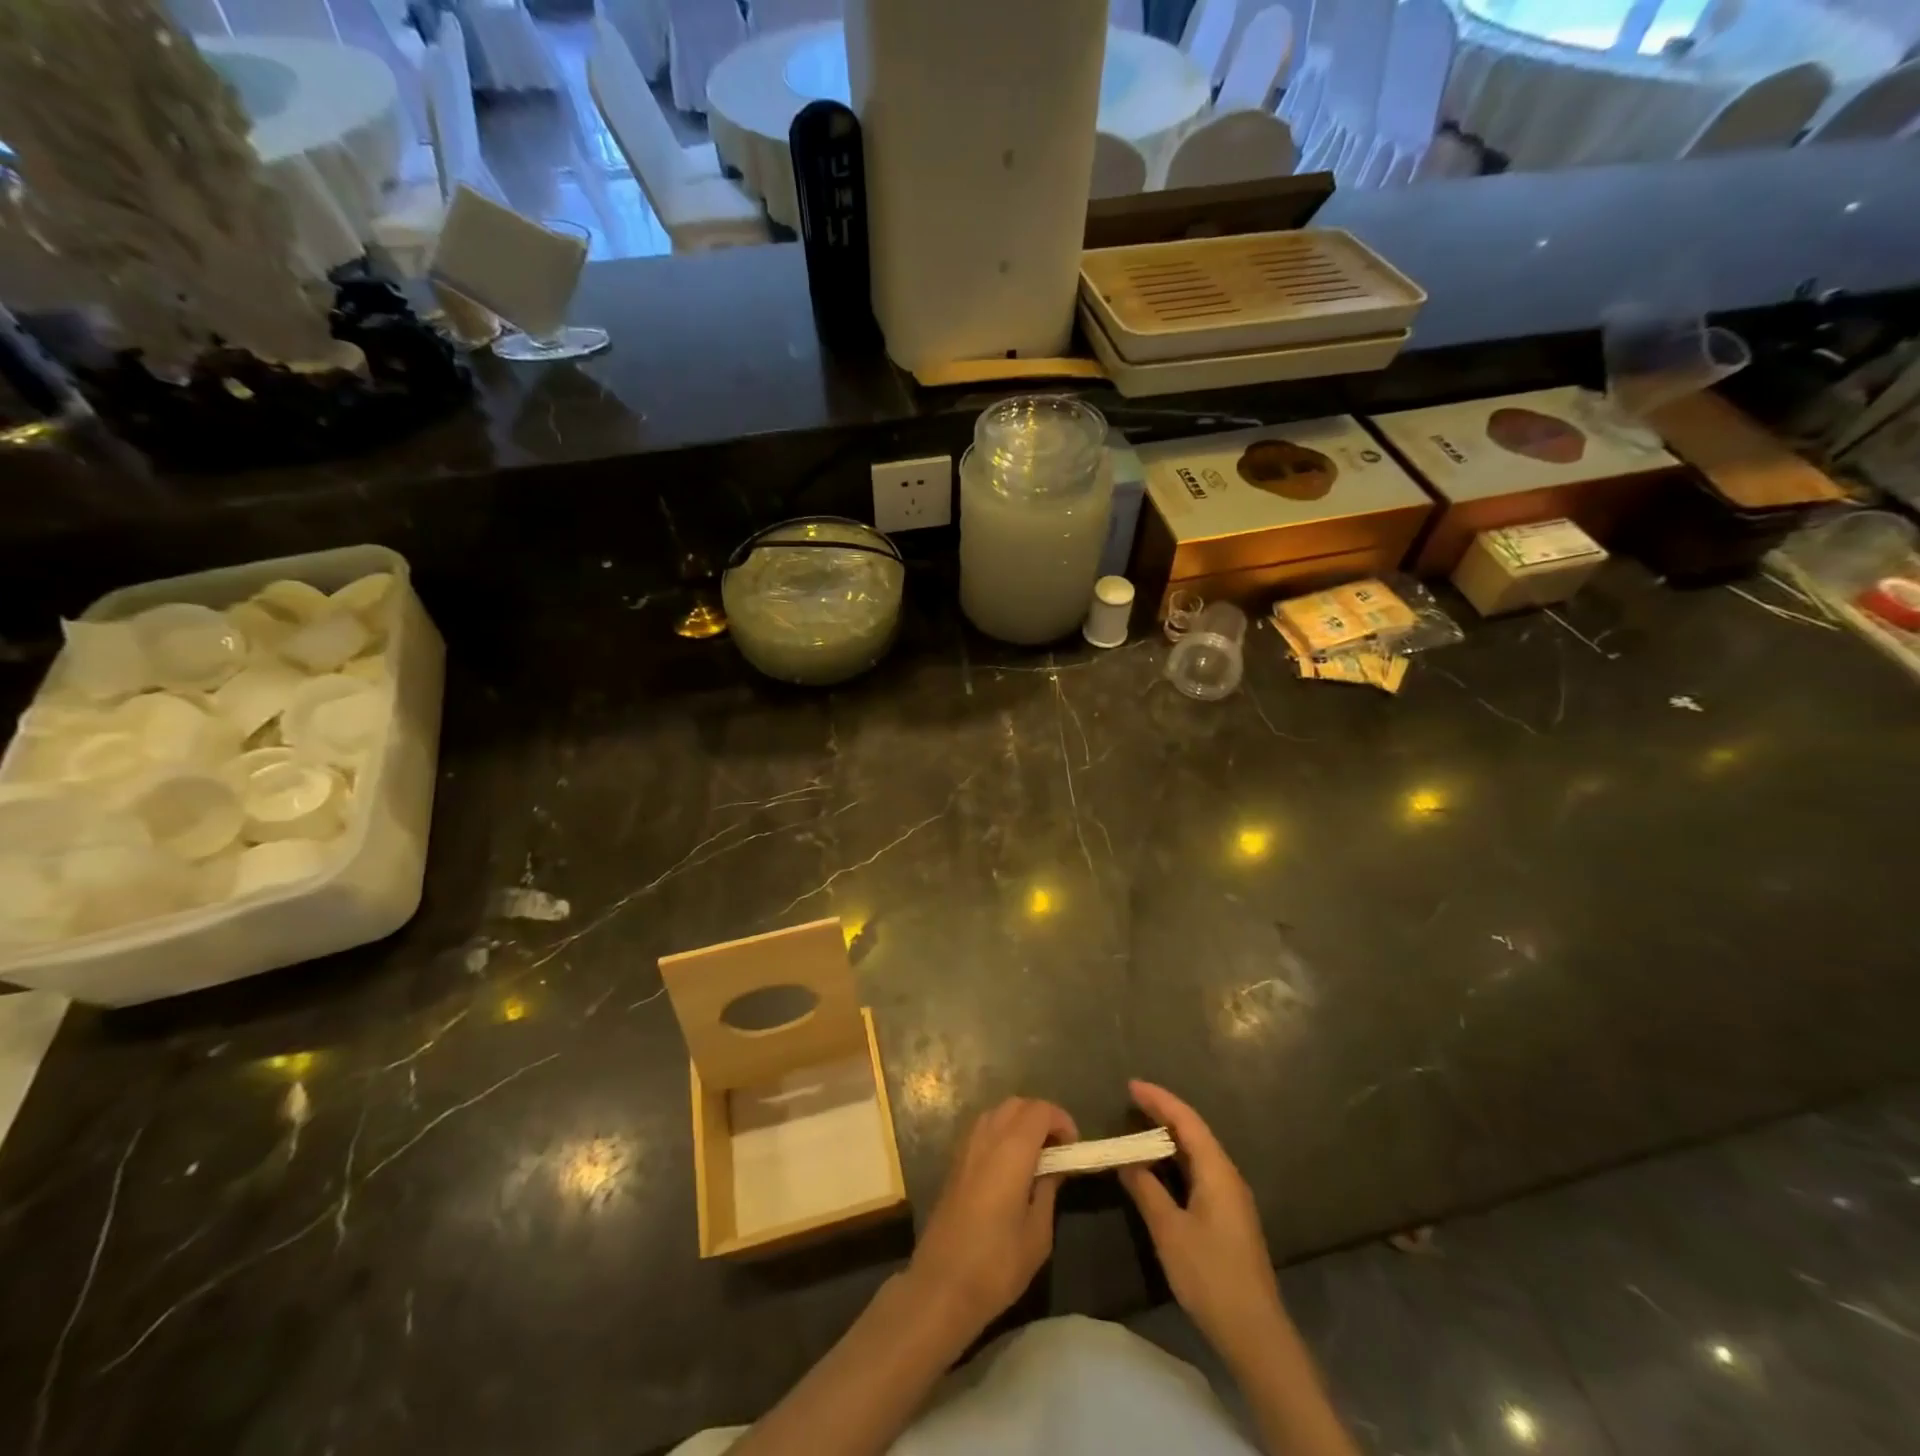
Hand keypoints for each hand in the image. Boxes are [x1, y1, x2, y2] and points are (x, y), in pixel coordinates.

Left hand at [906, 1097, 1077, 1342]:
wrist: (941, 1285)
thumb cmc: (996, 1265)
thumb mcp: (1037, 1234)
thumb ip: (1048, 1191)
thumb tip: (1054, 1168)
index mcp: (1011, 1151)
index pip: (1040, 1110)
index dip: (1061, 1120)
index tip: (1074, 1146)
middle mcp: (986, 1138)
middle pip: (1017, 1104)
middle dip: (1041, 1116)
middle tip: (1058, 1148)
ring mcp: (966, 1148)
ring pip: (996, 1112)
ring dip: (1019, 1122)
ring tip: (1036, 1155)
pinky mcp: (954, 1162)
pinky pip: (982, 1129)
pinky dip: (1001, 1132)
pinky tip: (1009, 1165)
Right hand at [1119, 1079, 1290, 1372]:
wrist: (1255, 1333)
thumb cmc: (1210, 1275)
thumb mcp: (1169, 1231)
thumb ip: (1147, 1190)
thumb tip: (1127, 1161)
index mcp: (1217, 1171)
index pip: (1187, 1121)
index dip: (1159, 1100)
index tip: (1131, 1085)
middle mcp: (1228, 1176)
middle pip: (1195, 1132)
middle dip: (1164, 1113)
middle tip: (1132, 1101)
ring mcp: (1232, 1198)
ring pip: (1198, 1153)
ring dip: (1170, 1138)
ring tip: (1141, 1128)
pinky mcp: (1229, 1218)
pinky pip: (1200, 1173)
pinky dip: (1177, 1161)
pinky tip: (1161, 1169)